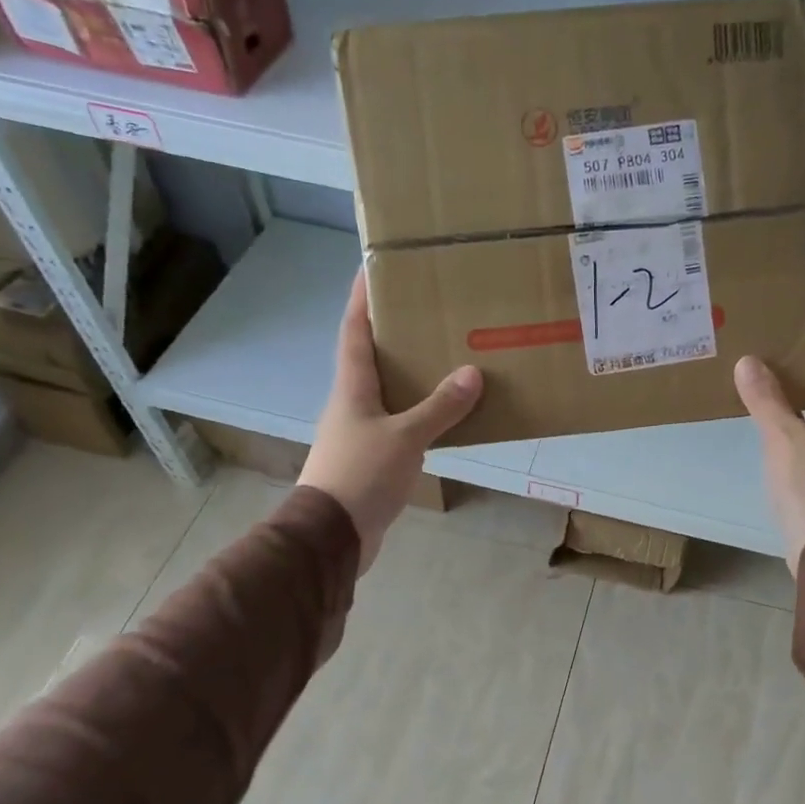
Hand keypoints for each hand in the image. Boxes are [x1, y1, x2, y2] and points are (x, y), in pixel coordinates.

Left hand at [299, 269, 482, 572]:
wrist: (332, 535)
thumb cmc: (361, 475)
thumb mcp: (405, 438)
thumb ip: (439, 408)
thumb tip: (471, 374)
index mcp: (352, 387)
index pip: (354, 331)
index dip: (362, 299)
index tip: (373, 268)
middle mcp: (352, 403)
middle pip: (371, 358)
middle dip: (394, 334)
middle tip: (428, 313)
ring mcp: (359, 432)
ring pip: (388, 393)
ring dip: (411, 376)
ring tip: (445, 358)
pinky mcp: (371, 459)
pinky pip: (400, 424)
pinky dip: (420, 414)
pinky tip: (445, 415)